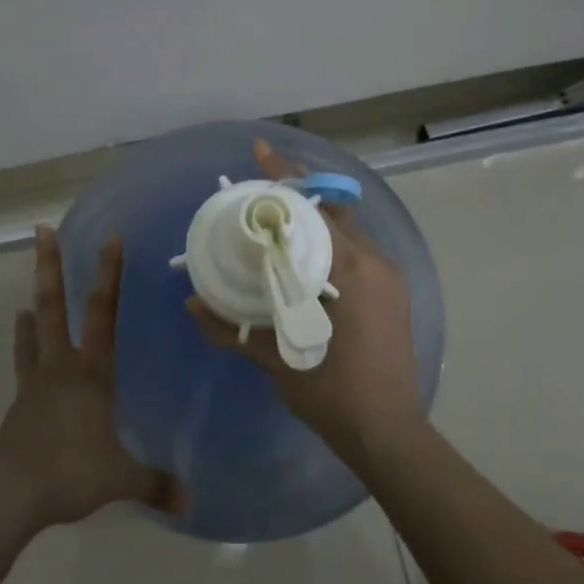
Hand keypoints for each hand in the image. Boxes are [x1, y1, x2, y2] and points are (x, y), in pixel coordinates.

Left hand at [0, 227, 186, 528]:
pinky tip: (21, 334)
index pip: (105, 313)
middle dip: (50, 265)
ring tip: (30, 289)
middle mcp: (62, 366)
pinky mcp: (19, 402)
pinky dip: (23, 344)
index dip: (110, 274)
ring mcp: (35, 382)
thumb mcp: (120, 480)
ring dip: (34, 303)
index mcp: (92, 373)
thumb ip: (155, 485)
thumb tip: (191, 502)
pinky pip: (24, 363)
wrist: (8, 494)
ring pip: (34, 329)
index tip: (111, 238)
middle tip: (41, 230)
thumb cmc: (69, 472)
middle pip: (54, 305)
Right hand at [188, 140, 426, 467]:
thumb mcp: (278, 358)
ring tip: (277, 218)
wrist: (388, 433)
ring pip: (345, 231)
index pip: (311, 209)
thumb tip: (191, 304)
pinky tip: (304, 257)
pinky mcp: (392, 293)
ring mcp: (388, 277)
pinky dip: (328, 244)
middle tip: (259, 187)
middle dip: (295, 194)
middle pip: (330, 211)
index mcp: (350, 270)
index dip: (283, 178)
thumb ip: (232, 327)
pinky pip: (356, 253)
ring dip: (313, 220)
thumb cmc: (333, 394)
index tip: (260, 150)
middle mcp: (374, 261)